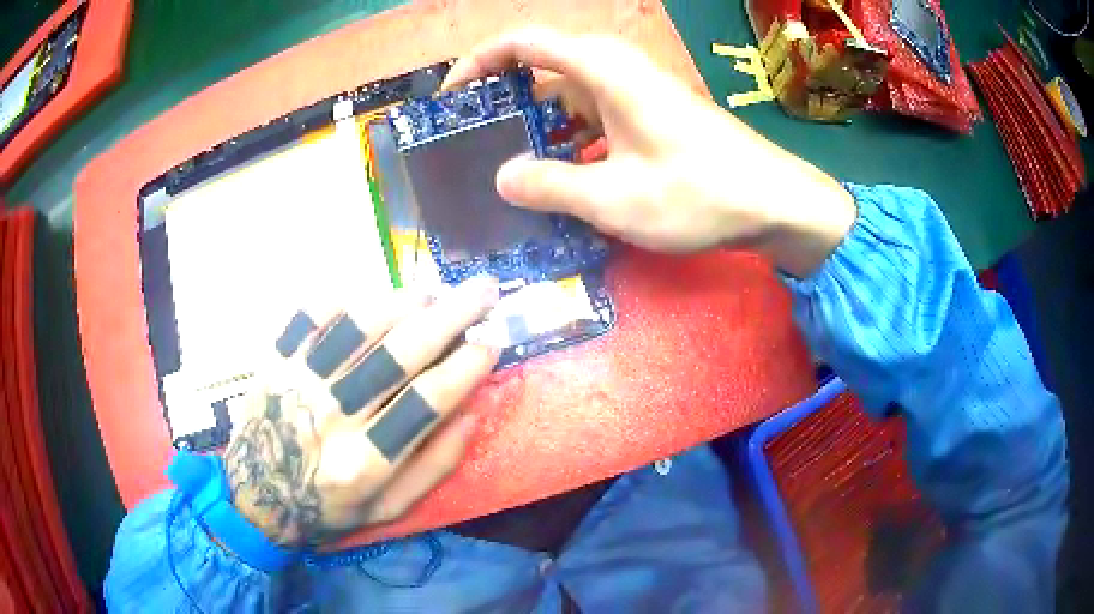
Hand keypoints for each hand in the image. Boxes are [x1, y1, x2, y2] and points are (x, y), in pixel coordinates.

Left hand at [223, 277, 500, 547]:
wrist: (257, 496)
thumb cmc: (328, 507)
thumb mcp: (389, 509)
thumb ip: (433, 467)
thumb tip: (472, 412)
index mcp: (365, 462)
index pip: (427, 401)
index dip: (466, 365)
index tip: (492, 340)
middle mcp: (333, 417)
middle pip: (398, 354)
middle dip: (449, 316)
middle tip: (482, 291)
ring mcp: (298, 382)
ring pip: (356, 327)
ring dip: (401, 302)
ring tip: (430, 291)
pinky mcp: (275, 362)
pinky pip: (307, 316)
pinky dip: (338, 298)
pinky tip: (365, 293)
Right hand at [444, 28, 857, 277]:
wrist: (773, 202)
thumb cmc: (698, 194)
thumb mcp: (614, 198)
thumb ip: (550, 185)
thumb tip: (502, 179)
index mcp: (604, 71)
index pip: (524, 43)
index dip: (479, 62)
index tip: (451, 97)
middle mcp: (617, 70)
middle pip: (543, 67)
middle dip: (505, 98)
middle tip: (476, 137)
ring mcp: (637, 92)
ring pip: (569, 95)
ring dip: (538, 123)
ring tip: (509, 163)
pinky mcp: (651, 115)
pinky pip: (594, 116)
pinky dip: (569, 138)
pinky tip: (562, 175)